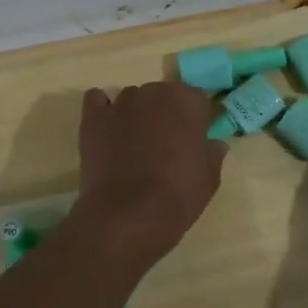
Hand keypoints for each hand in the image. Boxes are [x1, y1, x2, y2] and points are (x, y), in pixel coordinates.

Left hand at [73, 82, 225, 272]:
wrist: (128, 214)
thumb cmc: (178, 194)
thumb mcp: (209, 178)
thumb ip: (212, 154)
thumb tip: (215, 144)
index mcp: (186, 101)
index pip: (195, 99)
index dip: (195, 120)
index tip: (193, 141)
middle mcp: (153, 92)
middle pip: (161, 96)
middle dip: (163, 114)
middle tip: (164, 145)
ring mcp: (120, 104)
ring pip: (131, 100)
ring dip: (135, 115)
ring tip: (132, 146)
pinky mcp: (93, 118)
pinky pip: (97, 101)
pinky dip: (102, 111)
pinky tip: (107, 131)